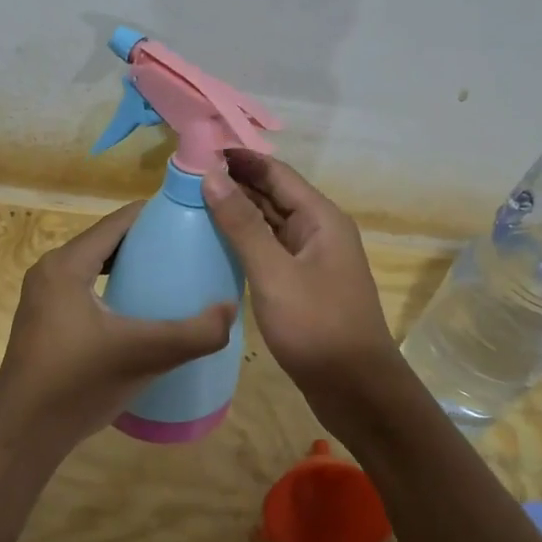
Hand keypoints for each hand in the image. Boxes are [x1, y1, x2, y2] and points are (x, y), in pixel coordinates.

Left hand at [0, 201, 235, 463]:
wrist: (22, 436)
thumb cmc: (77, 385)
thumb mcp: (142, 356)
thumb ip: (192, 334)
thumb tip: (231, 310)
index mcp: (66, 265)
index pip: (118, 221)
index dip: (156, 214)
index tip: (193, 218)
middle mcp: (50, 270)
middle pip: (107, 241)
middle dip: (148, 241)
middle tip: (190, 249)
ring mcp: (43, 296)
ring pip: (96, 265)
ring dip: (131, 265)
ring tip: (172, 276)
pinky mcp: (44, 320)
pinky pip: (86, 288)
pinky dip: (114, 287)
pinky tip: (140, 310)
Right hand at [201, 152, 405, 432]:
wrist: (357, 390)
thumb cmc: (317, 327)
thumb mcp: (274, 273)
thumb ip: (242, 224)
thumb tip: (212, 175)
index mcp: (320, 218)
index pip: (275, 173)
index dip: (239, 158)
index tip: (198, 150)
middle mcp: (318, 230)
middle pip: (273, 194)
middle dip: (234, 182)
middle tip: (185, 177)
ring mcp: (312, 258)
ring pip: (270, 223)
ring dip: (237, 211)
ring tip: (192, 202)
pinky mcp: (302, 284)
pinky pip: (270, 250)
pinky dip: (245, 241)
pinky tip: (216, 243)